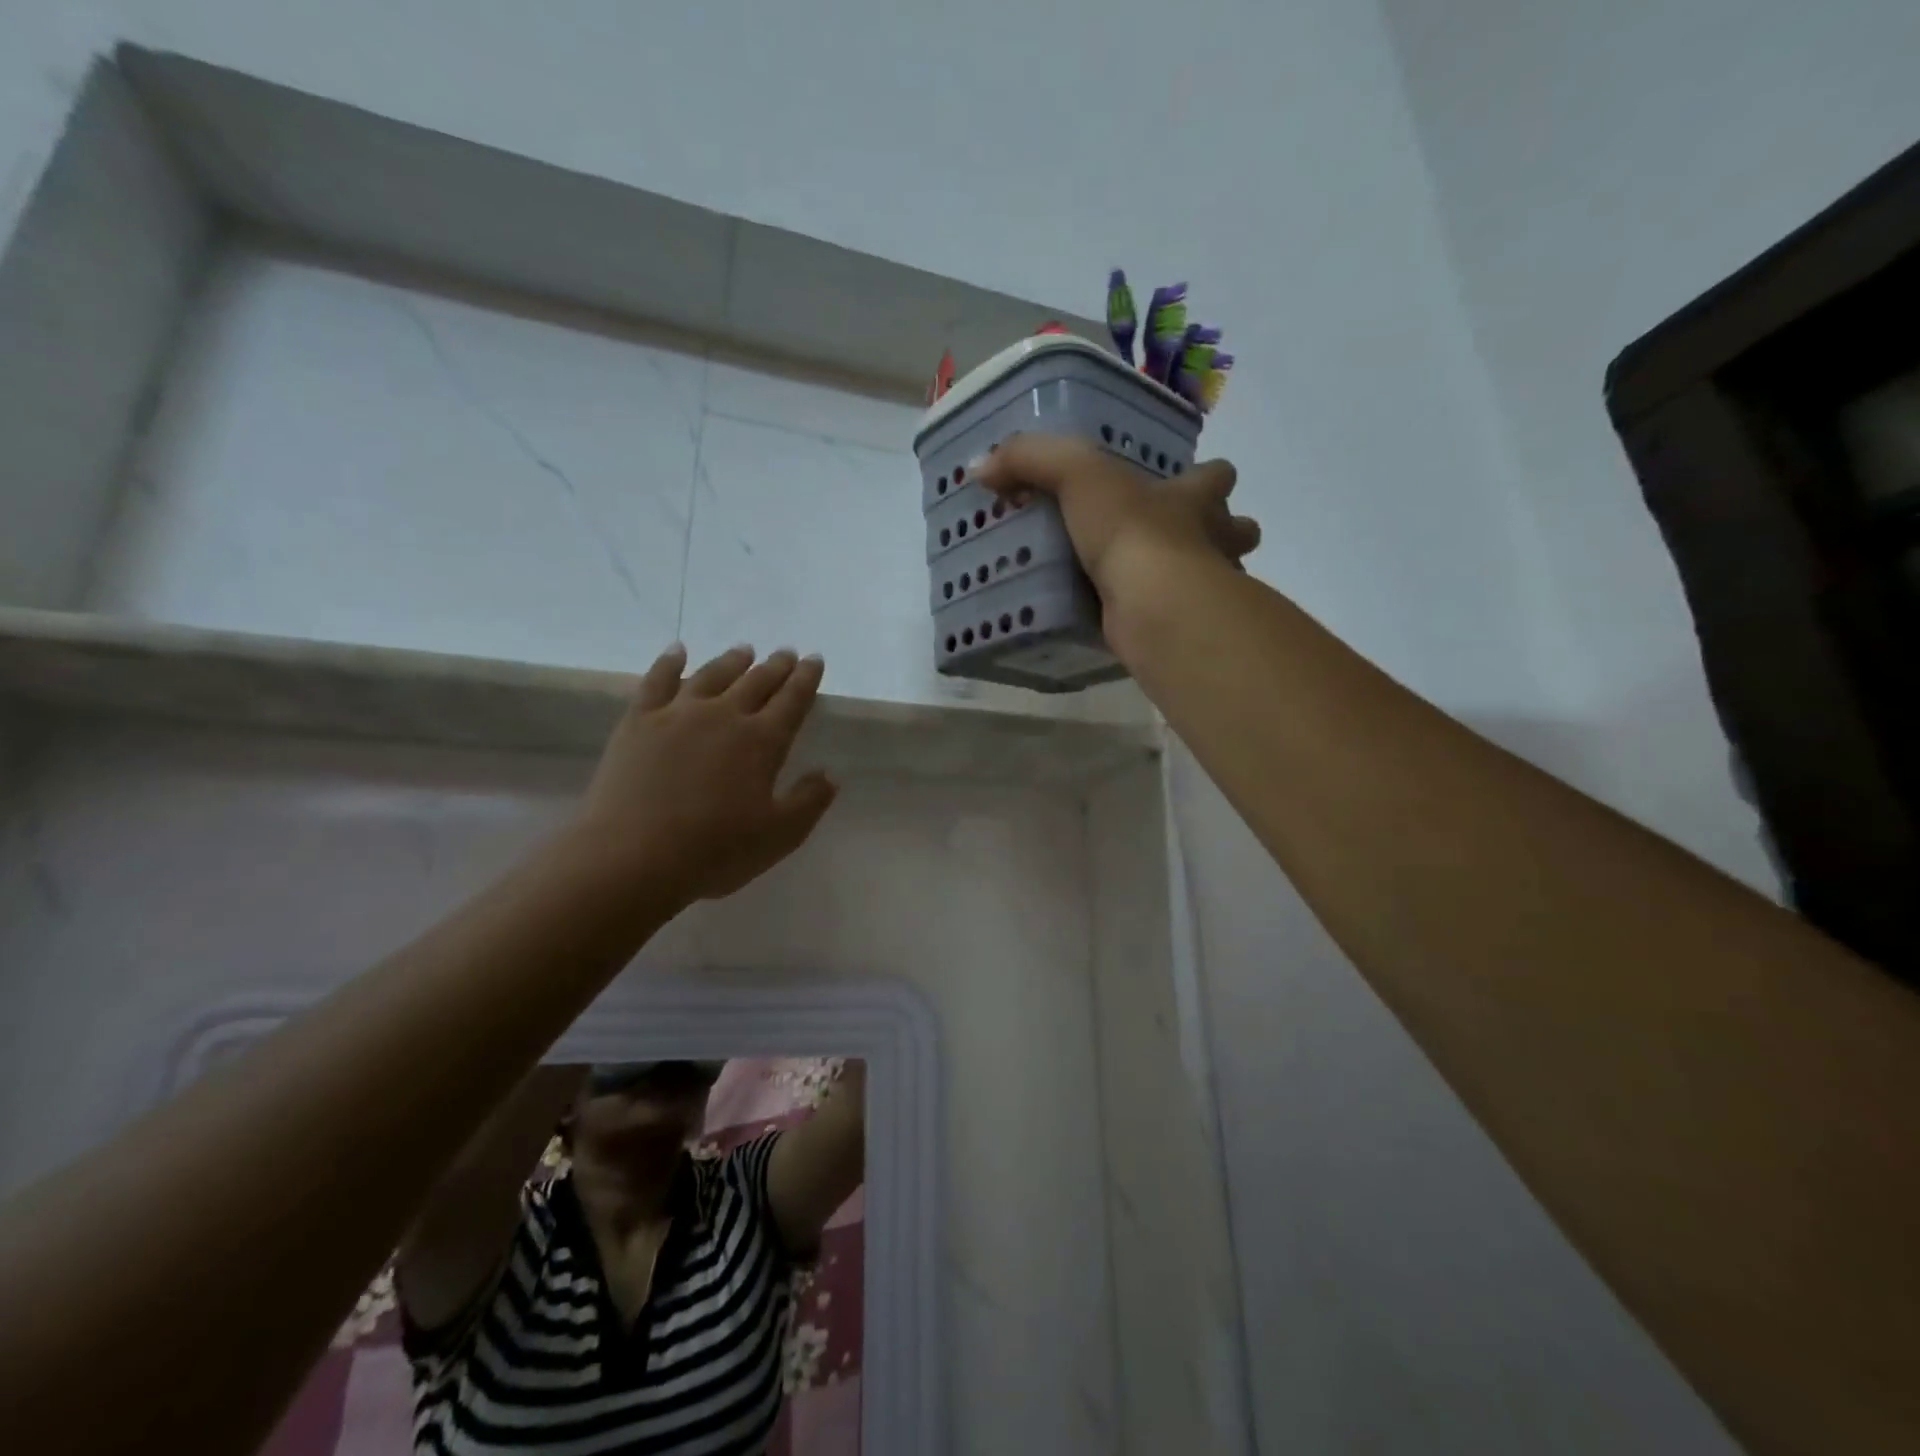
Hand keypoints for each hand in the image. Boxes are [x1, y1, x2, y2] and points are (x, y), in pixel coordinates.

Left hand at [572, 645, 837, 906]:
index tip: (814, 660)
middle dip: (776, 666)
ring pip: (712, 674)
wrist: (633, 857)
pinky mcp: (639, 721)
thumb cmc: (715, 851)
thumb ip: (809, 801)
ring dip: (732, 661)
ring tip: (745, 651)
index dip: (806, 678)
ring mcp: (678, 714)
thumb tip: (829, 774)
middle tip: (786, 653)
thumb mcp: (780, 835)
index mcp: (762, 741)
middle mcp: (724, 716)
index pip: (792, 700)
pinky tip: (677, 651)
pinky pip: (657, 681)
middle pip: (756, 681)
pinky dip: (669, 662)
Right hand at [971, 433, 1259, 618]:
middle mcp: (1211, 542)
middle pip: (1235, 531)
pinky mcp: (1182, 630)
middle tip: (1176, 540)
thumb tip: (981, 467)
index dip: (1207, 477)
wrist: (1155, 605)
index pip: (1216, 476)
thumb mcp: (1076, 474)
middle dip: (1220, 534)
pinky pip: (1173, 622)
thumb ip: (1031, 460)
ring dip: (1190, 580)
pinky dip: (1157, 622)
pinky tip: (1126, 624)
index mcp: (1195, 499)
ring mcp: (1203, 591)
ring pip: (1215, 581)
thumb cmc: (1132, 530)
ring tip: (1147, 584)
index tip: (1188, 482)